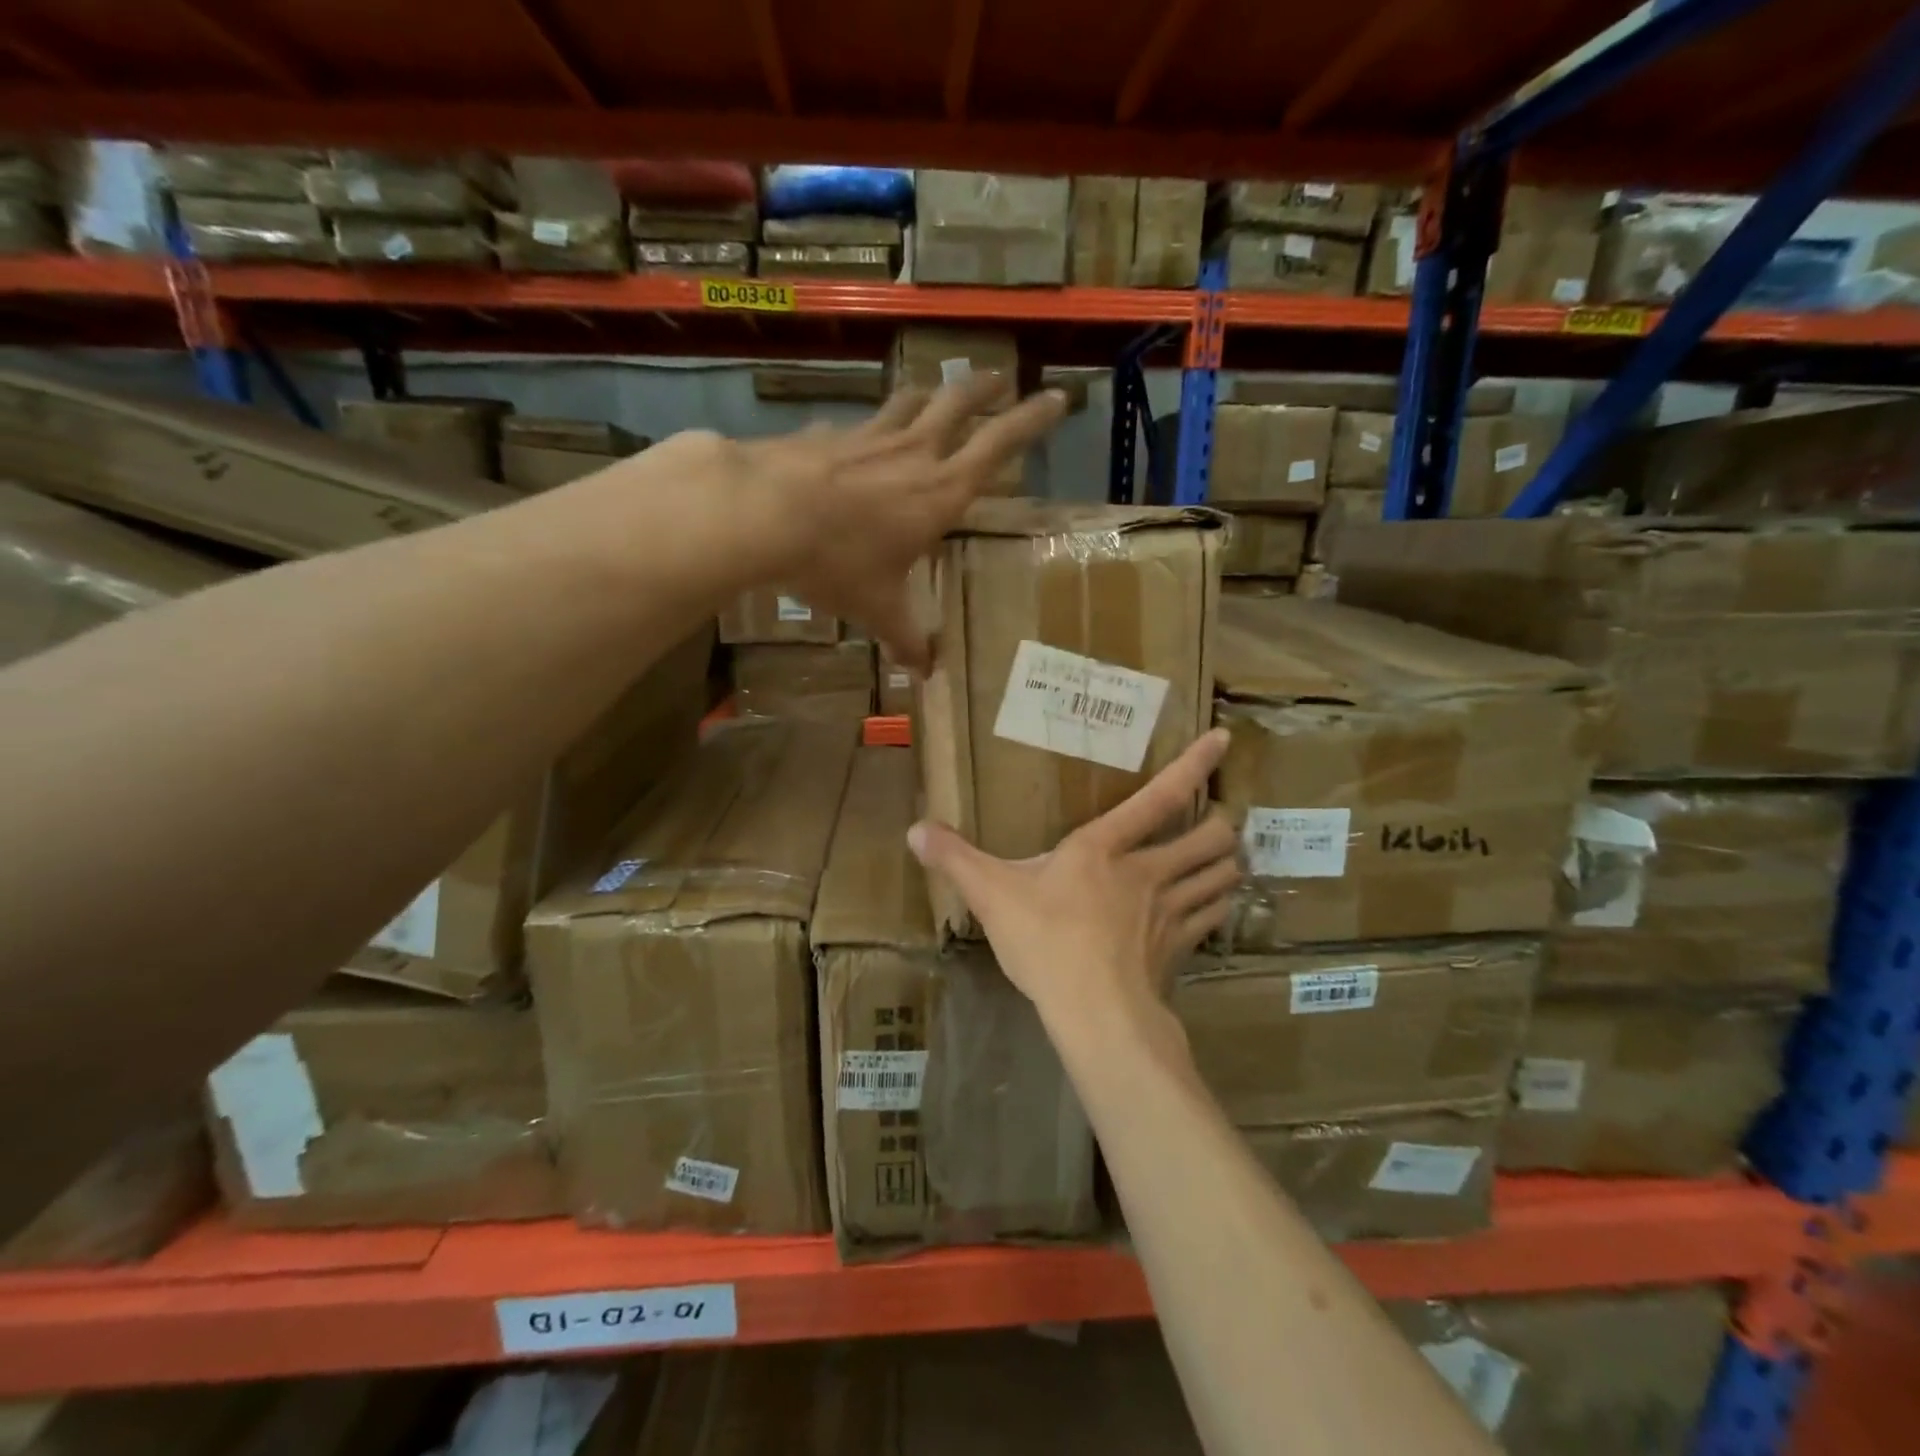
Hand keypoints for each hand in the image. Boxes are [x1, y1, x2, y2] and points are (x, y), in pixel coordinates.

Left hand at [735, 377, 1066, 670]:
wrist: (762, 513)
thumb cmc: (837, 562)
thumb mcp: (877, 608)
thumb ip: (905, 638)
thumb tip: (926, 673)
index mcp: (939, 492)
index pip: (999, 446)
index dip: (1032, 421)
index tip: (1057, 397)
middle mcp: (912, 455)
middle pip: (957, 405)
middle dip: (983, 389)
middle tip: (1000, 376)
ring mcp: (868, 437)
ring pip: (908, 403)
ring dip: (930, 394)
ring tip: (936, 392)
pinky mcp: (827, 435)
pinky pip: (858, 425)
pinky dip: (868, 427)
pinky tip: (856, 438)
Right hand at [906, 730, 1239, 1035]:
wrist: (1096, 1014)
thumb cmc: (1045, 942)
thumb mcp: (991, 895)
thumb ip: (955, 859)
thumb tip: (915, 830)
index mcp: (1105, 848)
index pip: (1159, 796)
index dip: (1193, 765)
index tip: (1223, 739)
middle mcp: (1147, 872)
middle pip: (1209, 837)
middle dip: (1221, 825)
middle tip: (1218, 822)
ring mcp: (1170, 912)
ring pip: (1221, 876)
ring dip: (1227, 864)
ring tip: (1226, 858)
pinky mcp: (1180, 950)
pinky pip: (1212, 918)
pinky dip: (1217, 907)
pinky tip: (1211, 909)